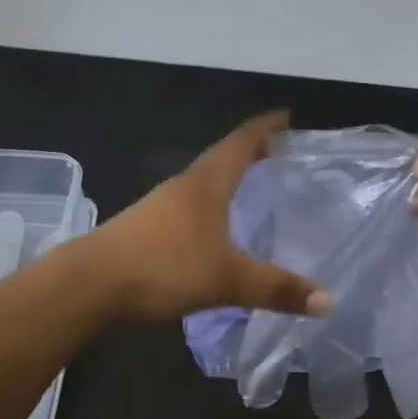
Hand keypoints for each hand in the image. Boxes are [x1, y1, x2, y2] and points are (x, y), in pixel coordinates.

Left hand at [81, 112, 332, 325]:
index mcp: (206, 184)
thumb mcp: (226, 280)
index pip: (241, 143)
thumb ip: (276, 289)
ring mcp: (160, 206)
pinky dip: (211, 205)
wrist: (89, 284)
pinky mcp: (146, 227)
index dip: (265, 129)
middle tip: (279, 154)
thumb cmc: (163, 267)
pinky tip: (215, 228)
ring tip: (252, 187)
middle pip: (222, 158)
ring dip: (228, 178)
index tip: (287, 117)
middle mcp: (183, 186)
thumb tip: (328, 301)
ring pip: (203, 182)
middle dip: (250, 152)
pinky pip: (189, 205)